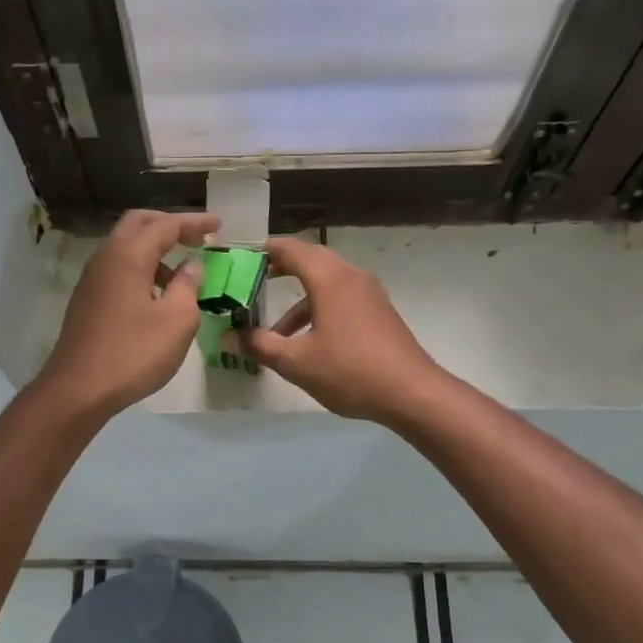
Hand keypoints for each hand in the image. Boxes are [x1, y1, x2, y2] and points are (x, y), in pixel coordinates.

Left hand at [37, 210, 218, 418]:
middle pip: (138, 224)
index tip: (219, 223)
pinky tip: (157, 295)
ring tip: (182, 275)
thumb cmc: (133, 353)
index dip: (194, 222)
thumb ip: (188, 286)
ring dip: (155, 250)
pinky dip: (142, 269)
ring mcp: (92, 279)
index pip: (165, 225)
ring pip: (126, 247)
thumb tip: (191, 266)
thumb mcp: (177, 321)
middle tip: (197, 237)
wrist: (78, 389)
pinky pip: (118, 269)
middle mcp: (106, 258)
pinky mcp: (88, 300)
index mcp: (128, 256)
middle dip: (169, 225)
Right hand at [240, 239, 446, 423]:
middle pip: (310, 260)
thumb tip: (229, 336)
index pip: (291, 249)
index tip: (241, 258)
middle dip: (280, 270)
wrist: (412, 393)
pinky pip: (341, 297)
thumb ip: (260, 345)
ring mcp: (369, 293)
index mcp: (329, 279)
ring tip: (274, 330)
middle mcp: (351, 276)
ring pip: (326, 282)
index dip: (264, 251)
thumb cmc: (350, 371)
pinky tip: (308, 341)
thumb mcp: (297, 362)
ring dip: (299, 299)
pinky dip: (319, 307)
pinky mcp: (379, 311)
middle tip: (252, 284)